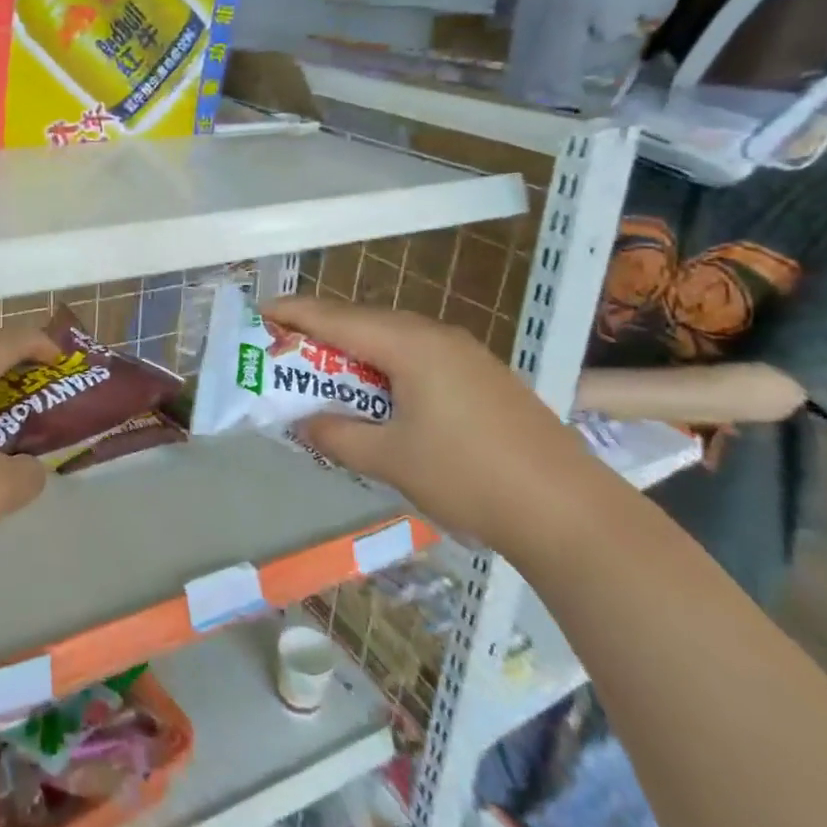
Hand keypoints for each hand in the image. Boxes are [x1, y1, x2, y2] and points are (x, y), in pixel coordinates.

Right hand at [263, 296, 602, 553]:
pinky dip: (384, 368)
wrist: (570, 512)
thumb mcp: (390, 459)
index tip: (256, 314)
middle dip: (319, 333)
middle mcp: (437, 337)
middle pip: (363, 322)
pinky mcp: (482, 378)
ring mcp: (465, 355)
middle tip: (282, 350)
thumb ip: (337, 436)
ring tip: (322, 374)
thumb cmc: (469, 477)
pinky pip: (417, 358)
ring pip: (392, 340)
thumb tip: (304, 424)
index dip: (293, 314)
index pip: (336, 318)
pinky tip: (378, 396)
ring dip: (353, 353)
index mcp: (411, 345)